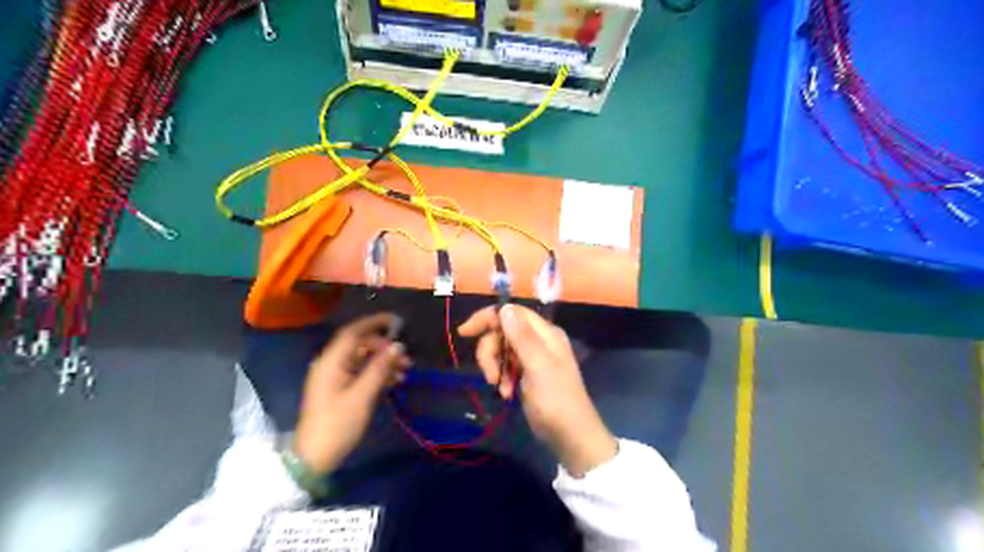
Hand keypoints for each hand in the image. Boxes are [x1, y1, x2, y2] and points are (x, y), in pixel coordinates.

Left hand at [295, 316, 412, 473]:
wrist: (314, 458)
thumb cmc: (337, 424)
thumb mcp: (362, 396)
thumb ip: (379, 368)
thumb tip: (398, 346)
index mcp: (331, 362)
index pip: (353, 332)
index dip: (374, 323)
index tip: (397, 321)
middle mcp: (331, 364)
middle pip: (360, 345)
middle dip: (384, 347)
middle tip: (406, 357)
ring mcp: (334, 377)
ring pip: (363, 359)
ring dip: (383, 361)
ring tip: (405, 371)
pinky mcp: (339, 389)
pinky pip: (360, 372)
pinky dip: (377, 373)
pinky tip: (394, 381)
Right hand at [459, 305, 611, 476]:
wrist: (570, 436)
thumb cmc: (556, 399)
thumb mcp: (538, 366)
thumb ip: (522, 336)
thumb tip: (504, 307)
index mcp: (545, 332)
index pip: (512, 312)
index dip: (487, 318)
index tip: (465, 332)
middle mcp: (539, 340)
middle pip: (502, 332)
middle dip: (490, 351)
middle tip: (490, 375)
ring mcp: (533, 358)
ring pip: (502, 350)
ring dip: (495, 367)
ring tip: (499, 387)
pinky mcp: (528, 375)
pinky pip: (507, 367)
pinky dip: (503, 378)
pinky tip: (506, 394)